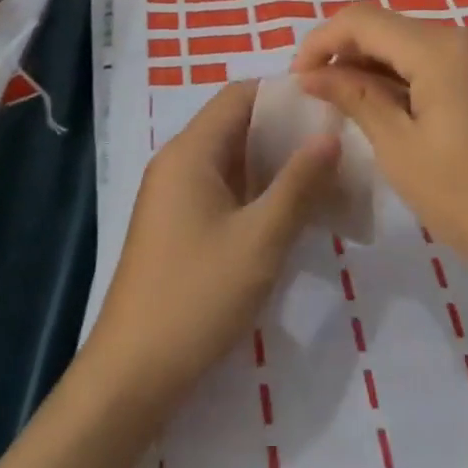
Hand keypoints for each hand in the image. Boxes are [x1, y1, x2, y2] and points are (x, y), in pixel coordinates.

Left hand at [85, 81, 339, 416]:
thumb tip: (330, 135)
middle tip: (335, 144)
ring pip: (231, 159)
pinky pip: (221, 187)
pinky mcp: (176, 224)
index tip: (328, 105)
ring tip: (323, 176)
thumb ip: (298, 184)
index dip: (283, 93)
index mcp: (190, 151)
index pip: (239, 95)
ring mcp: (173, 194)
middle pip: (235, 124)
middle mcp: (178, 161)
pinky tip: (289, 212)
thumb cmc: (197, 296)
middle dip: (284, 130)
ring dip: (272, 163)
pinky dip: (255, 189)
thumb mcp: (259, 240)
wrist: (132, 374)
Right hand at [292, 4, 467, 297]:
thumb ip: (354, 98)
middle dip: (345, 53)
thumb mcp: (401, 149)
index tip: (297, 79)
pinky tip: (391, 112)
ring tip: (347, 107)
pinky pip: (436, 62)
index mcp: (439, 47)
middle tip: (317, 96)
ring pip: (410, 45)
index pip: (361, 19)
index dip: (321, 41)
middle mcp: (463, 37)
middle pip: (387, 27)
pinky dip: (404, 78)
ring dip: (373, 67)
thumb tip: (312, 75)